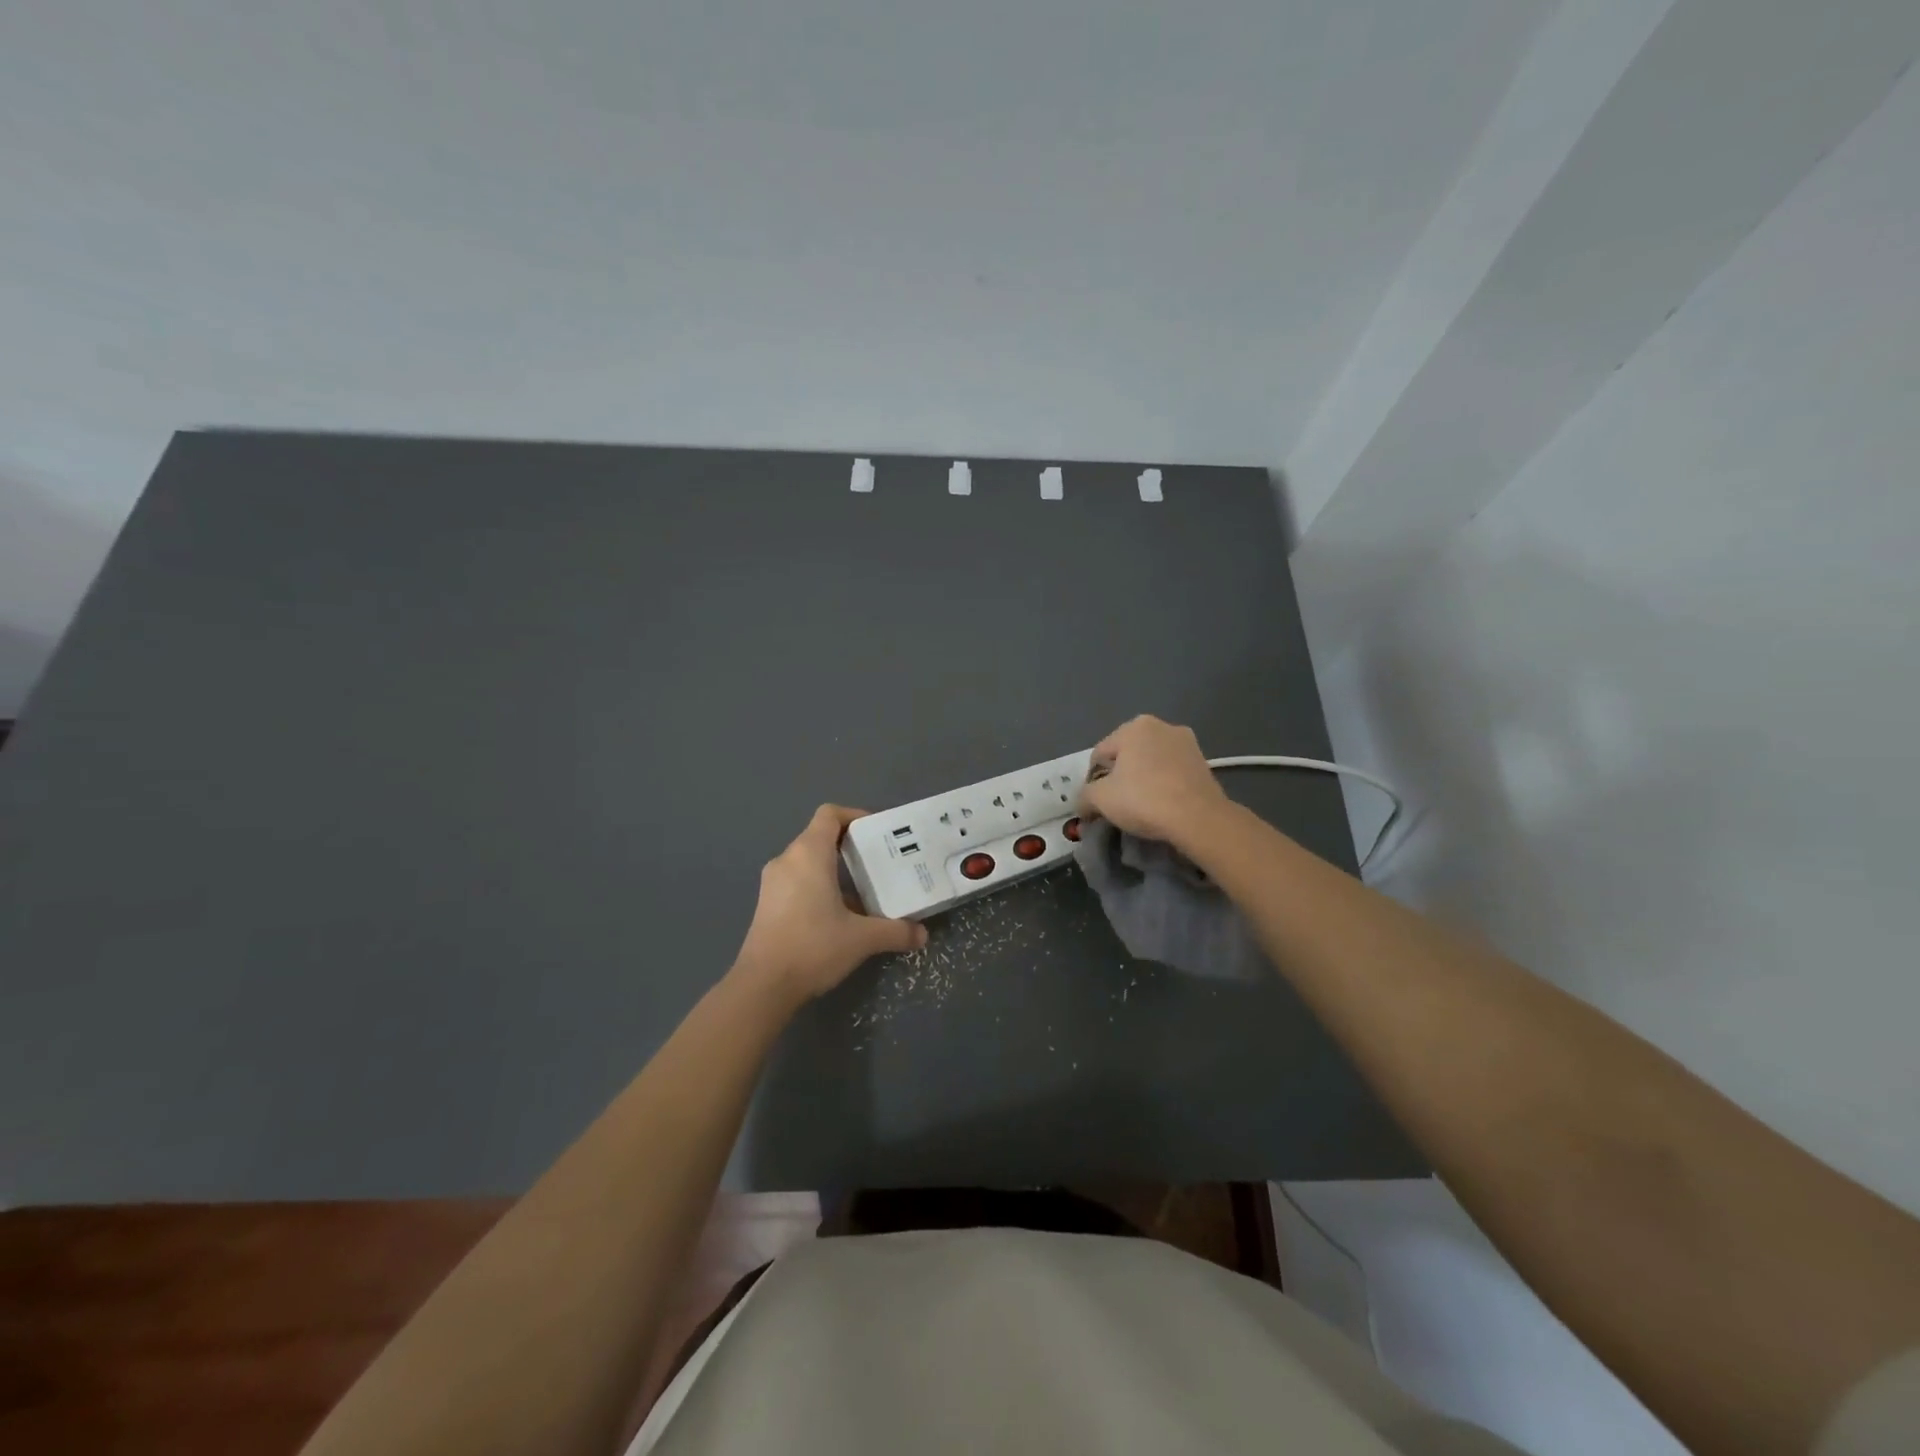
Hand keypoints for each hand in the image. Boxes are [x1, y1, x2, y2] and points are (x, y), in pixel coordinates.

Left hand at [732, 804, 927, 1001]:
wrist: (763, 986)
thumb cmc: (813, 947)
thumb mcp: (862, 938)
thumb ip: (895, 931)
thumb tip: (922, 934)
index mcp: (808, 854)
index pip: (829, 814)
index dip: (854, 816)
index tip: (877, 833)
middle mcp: (787, 860)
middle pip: (819, 836)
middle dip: (850, 845)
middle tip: (879, 861)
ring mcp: (772, 882)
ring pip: (808, 860)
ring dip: (834, 868)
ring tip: (864, 888)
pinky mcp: (767, 904)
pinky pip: (797, 880)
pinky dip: (819, 885)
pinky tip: (839, 913)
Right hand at [1079, 715, 1228, 846]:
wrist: (1198, 818)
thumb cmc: (1143, 799)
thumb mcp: (1100, 799)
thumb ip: (1084, 796)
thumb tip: (1083, 804)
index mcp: (1134, 726)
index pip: (1100, 754)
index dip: (1093, 780)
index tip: (1097, 803)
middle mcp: (1162, 726)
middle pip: (1127, 755)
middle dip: (1120, 777)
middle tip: (1119, 804)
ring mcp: (1187, 743)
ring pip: (1151, 763)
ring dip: (1143, 780)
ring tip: (1143, 807)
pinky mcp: (1204, 763)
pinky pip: (1172, 773)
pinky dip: (1164, 785)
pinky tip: (1163, 805)